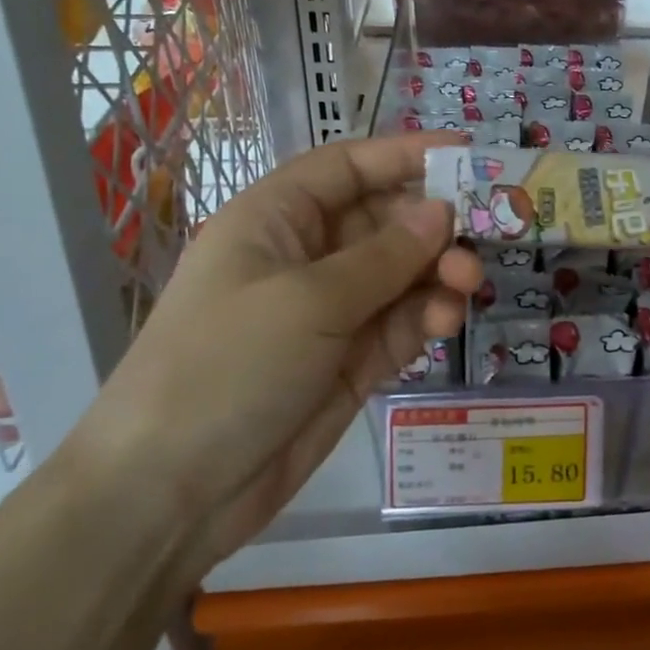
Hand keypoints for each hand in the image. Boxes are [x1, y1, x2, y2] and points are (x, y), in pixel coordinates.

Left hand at [81, 133, 481, 573]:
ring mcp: (328, 312)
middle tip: (479, 241)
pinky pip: (399, 322)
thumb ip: (385, 256)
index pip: (348, 168)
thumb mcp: (308, 301)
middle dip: (432, 226)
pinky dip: (425, 316)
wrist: (169, 494)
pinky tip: (443, 323)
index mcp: (275, 219)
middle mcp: (304, 257)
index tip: (468, 155)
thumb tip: (443, 211)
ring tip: (466, 285)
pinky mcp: (348, 361)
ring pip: (400, 273)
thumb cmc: (227, 367)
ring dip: (437, 273)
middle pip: (384, 220)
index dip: (405, 155)